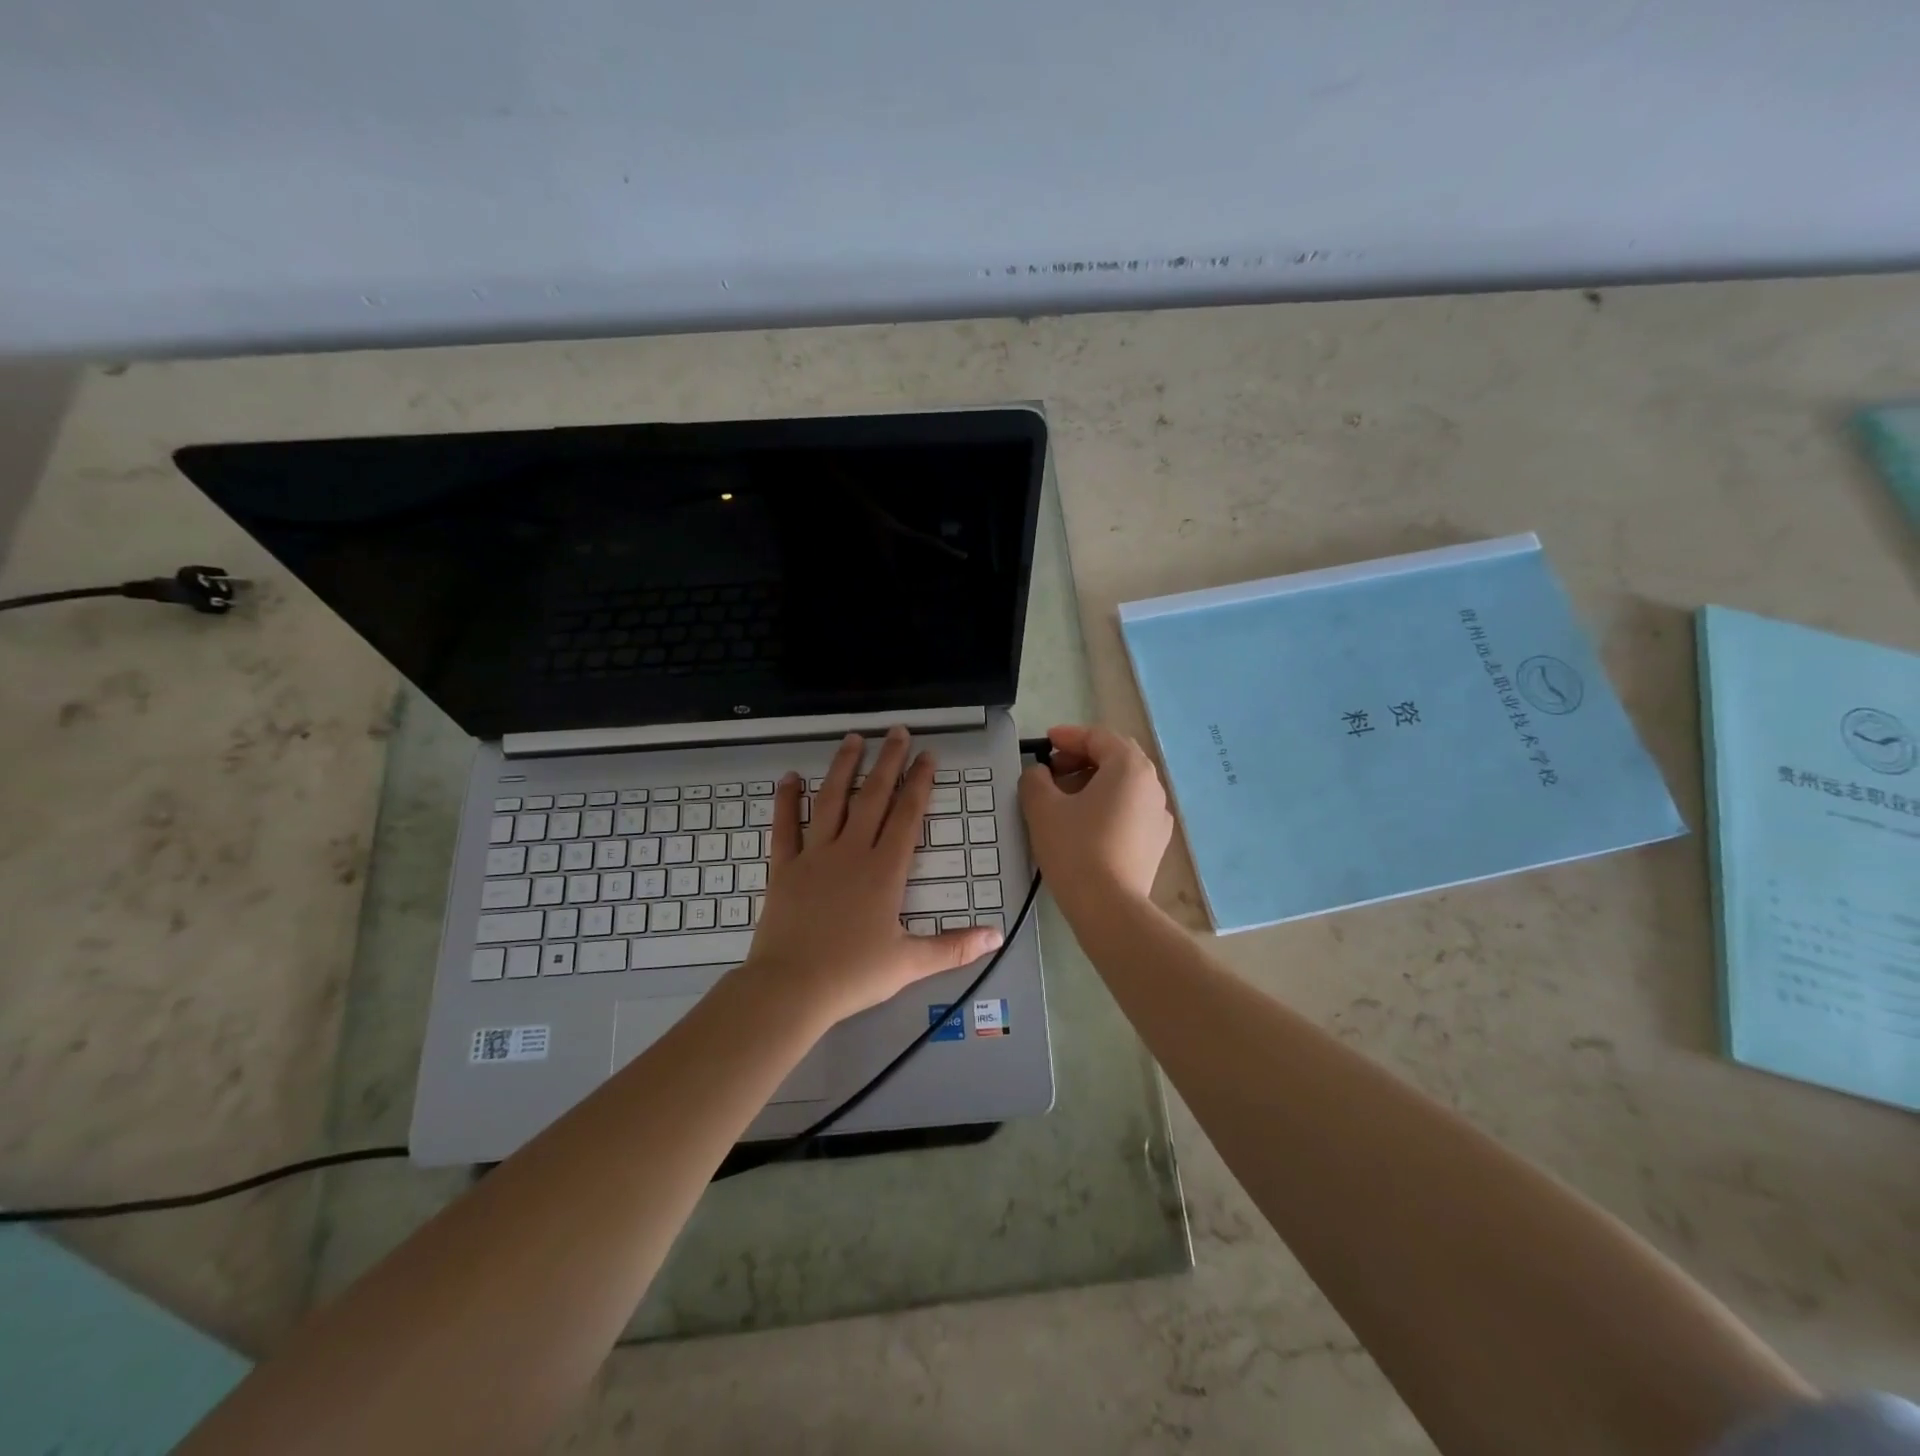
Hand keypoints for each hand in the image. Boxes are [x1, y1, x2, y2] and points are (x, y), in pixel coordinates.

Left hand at [744, 727, 1004, 1026]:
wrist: (791, 988)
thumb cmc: (853, 974)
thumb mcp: (911, 962)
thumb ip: (954, 946)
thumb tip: (997, 935)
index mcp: (884, 870)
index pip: (907, 816)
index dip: (919, 783)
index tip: (927, 755)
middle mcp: (851, 852)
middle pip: (872, 796)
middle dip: (888, 762)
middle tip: (896, 731)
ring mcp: (814, 856)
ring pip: (831, 801)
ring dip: (843, 767)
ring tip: (853, 739)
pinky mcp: (784, 868)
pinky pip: (784, 827)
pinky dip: (786, 801)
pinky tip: (789, 778)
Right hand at [1018, 724, 1171, 911]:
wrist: (1110, 908)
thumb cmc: (1075, 849)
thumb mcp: (1042, 807)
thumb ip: (1035, 779)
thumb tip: (1039, 774)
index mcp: (1129, 767)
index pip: (1098, 737)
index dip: (1068, 736)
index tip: (1044, 743)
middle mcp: (1152, 785)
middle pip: (1115, 758)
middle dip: (1082, 758)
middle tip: (1052, 770)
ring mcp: (1159, 815)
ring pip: (1123, 785)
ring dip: (1094, 782)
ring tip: (1064, 799)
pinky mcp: (1156, 842)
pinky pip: (1130, 810)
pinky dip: (1107, 806)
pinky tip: (1086, 825)